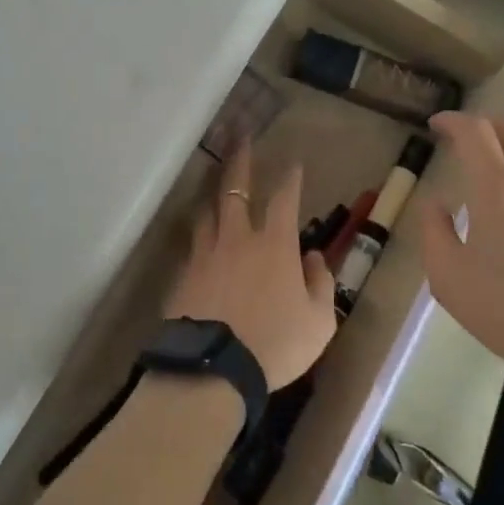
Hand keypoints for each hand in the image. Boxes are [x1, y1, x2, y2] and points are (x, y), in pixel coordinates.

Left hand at [164, 145, 337, 389]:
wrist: (213, 368)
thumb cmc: (275, 345)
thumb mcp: (318, 322)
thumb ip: (319, 285)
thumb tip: (311, 259)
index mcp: (275, 245)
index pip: (285, 199)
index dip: (290, 178)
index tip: (293, 162)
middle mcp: (238, 238)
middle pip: (236, 189)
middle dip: (240, 160)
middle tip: (240, 136)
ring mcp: (206, 253)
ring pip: (207, 211)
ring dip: (214, 192)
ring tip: (214, 180)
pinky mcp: (184, 273)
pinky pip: (193, 242)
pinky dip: (199, 231)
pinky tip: (199, 232)